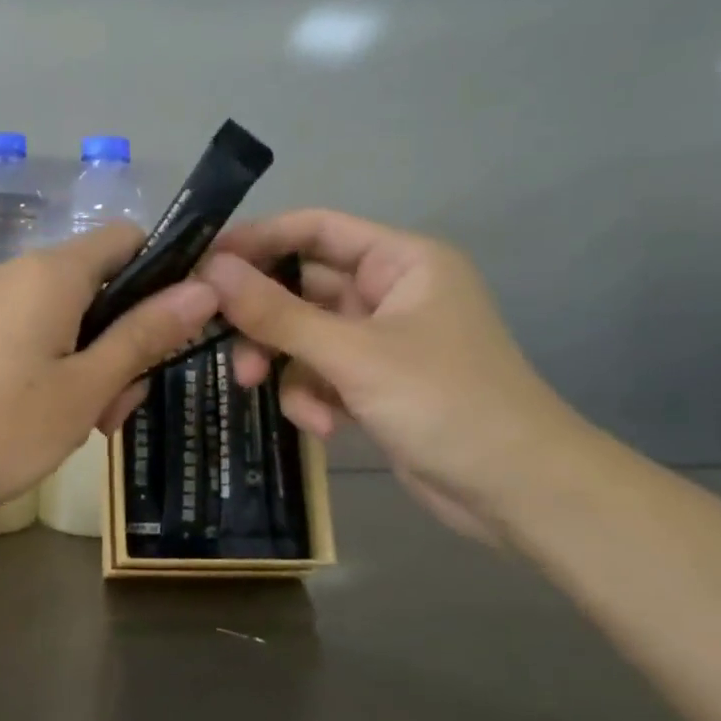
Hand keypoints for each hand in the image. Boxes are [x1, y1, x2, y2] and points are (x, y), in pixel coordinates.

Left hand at [0, 224, 217, 521]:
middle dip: (126, 340)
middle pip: (102, 287)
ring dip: (92, 365)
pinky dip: (55, 371)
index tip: (177, 331)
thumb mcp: (84, 388)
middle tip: (118, 407)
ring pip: (69, 320)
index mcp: (55, 273)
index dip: (165, 275)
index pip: (130, 240)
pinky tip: (47, 421)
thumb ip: (144, 336)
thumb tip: (204, 289)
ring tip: (83, 427)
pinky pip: (33, 338)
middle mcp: (21, 274)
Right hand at [200, 210, 588, 541]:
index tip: (204, 263)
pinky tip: (324, 427)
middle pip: (302, 287)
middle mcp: (390, 292)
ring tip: (262, 389)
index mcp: (402, 261)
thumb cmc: (445, 403)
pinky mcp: (375, 384)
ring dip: (283, 364)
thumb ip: (278, 313)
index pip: (316, 229)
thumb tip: (211, 271)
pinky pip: (321, 374)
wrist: (517, 491)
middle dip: (263, 320)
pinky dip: (312, 397)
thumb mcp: (353, 355)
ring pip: (304, 336)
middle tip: (217, 340)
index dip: (258, 240)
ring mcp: (382, 341)